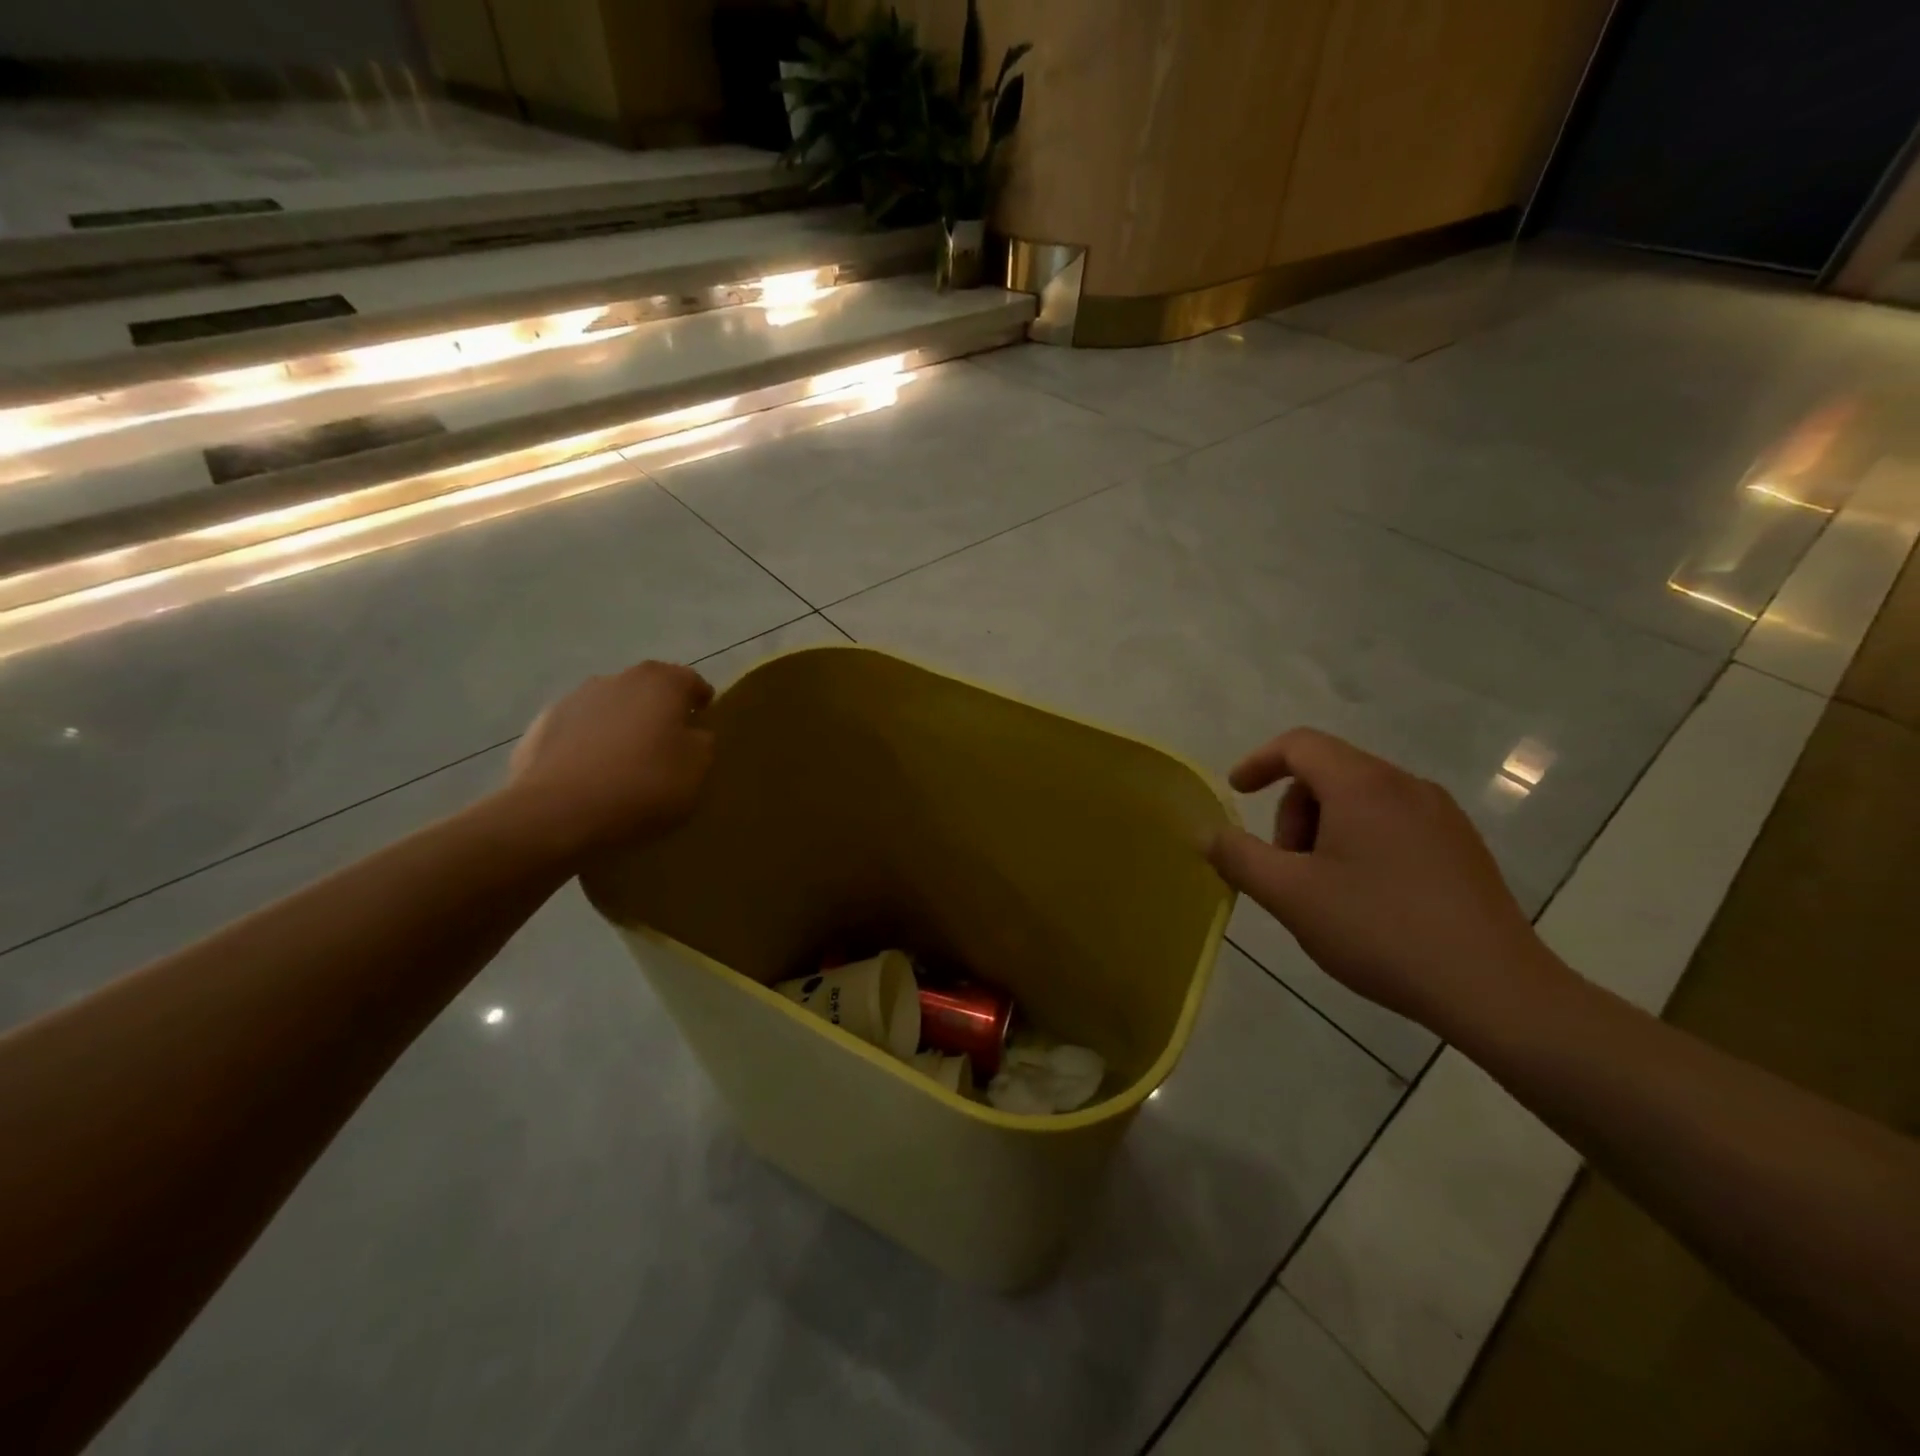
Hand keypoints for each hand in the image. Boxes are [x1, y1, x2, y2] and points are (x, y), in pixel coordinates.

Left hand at [503, 661, 715, 857]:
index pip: (689, 680)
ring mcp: (573, 700)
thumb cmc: (643, 785)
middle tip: (667, 742)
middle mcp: (617, 679)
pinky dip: (588, 745)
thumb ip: (701, 744)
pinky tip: (591, 776)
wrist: (557, 812)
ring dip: (621, 725)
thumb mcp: (696, 770)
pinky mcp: (540, 726)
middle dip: (658, 710)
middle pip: (647, 689)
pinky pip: (578, 732)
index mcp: (661, 683)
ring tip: (626, 762)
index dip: (700, 699)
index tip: (703, 718)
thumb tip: (692, 734)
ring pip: (610, 708)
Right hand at [1207, 728, 1563, 1034]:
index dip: (1259, 762)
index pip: (1299, 745)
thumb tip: (1208, 833)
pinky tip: (1366, 899)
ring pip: (1361, 800)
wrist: (1494, 990)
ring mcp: (1442, 816)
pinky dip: (1360, 843)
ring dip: (1325, 830)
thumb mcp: (1290, 895)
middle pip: (1329, 773)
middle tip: (1287, 867)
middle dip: (1293, 812)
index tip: (1236, 793)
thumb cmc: (1380, 930)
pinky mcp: (1462, 847)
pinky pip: (1393, 823)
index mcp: (1363, 785)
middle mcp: (1406, 786)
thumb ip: (1239, 857)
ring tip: (1323, 889)